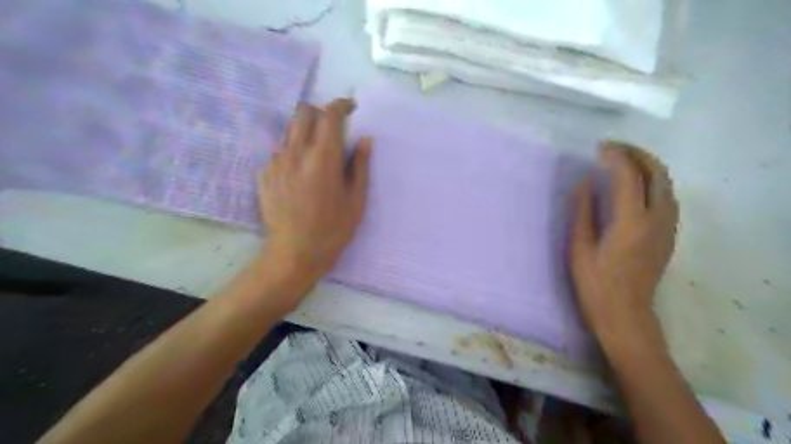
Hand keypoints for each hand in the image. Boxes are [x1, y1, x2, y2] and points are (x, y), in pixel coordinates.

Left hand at [258, 98, 371, 281]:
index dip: (342, 105)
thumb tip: (365, 140)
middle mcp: (296, 153)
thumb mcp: (356, 201)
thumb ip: (360, 167)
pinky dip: (293, 152)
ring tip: (316, 152)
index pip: (330, 115)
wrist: (294, 254)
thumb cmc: (332, 230)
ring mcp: (276, 162)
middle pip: (304, 112)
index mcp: (323, 158)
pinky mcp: (264, 174)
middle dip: (321, 113)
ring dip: (306, 131)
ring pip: (289, 129)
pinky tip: (300, 174)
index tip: (351, 108)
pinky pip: (279, 151)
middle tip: (333, 129)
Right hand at [572, 140, 675, 349]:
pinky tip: (635, 185)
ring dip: (647, 165)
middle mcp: (656, 220)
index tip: (599, 147)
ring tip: (624, 161)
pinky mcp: (668, 235)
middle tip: (614, 148)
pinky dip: (653, 181)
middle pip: (657, 174)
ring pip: (666, 184)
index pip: (629, 176)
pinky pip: (667, 197)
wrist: (625, 314)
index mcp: (631, 222)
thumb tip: (583, 184)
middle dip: (637, 154)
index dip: (616, 157)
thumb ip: (582, 213)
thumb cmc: (595, 284)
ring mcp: (667, 227)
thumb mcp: (579, 248)